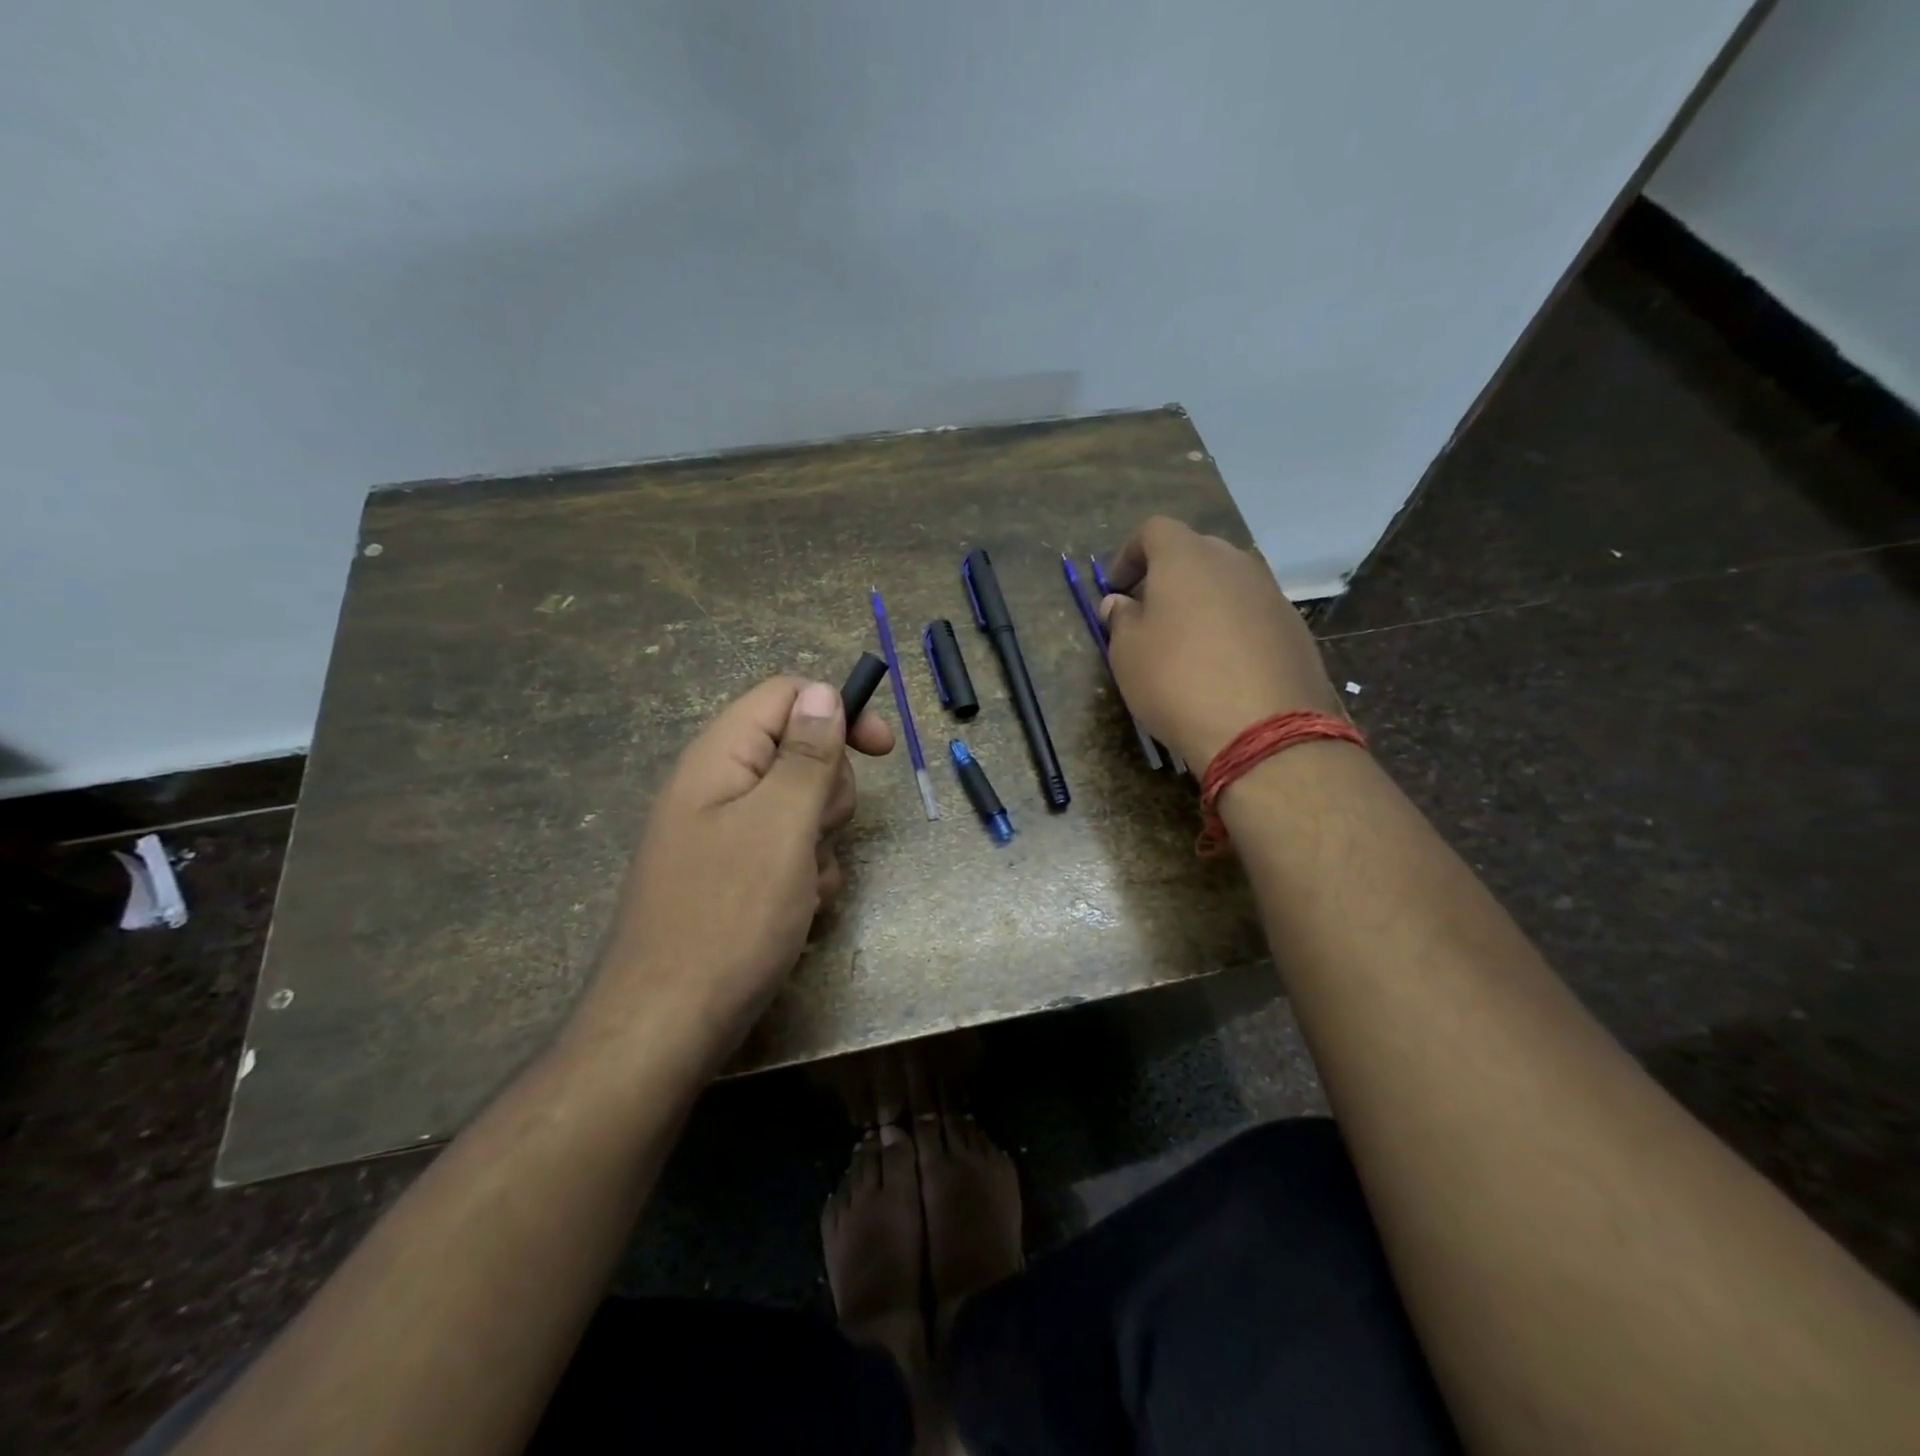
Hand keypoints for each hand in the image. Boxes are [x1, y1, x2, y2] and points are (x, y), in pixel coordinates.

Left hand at [577, 678, 893, 1064]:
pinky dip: (807, 875)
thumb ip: (806, 754)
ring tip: (804, 884)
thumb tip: (821, 690)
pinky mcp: (737, 876)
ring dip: (822, 841)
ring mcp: (727, 835)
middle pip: (800, 752)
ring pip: (803, 808)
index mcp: (720, 757)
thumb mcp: (780, 825)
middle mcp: (720, 787)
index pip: (785, 696)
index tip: (882, 749)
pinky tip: (798, 911)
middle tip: (819, 831)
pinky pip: (791, 852)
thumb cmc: (728, 916)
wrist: (669, 1025)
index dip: (837, 710)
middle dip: (829, 791)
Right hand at [1099, 516, 1342, 768]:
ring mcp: (1271, 593)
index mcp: (1186, 558)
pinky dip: (1232, 627)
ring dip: (1202, 602)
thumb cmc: (1177, 682)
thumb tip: (1121, 603)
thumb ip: (1121, 620)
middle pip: (1195, 552)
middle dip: (1167, 576)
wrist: (1263, 730)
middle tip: (1148, 614)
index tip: (1115, 589)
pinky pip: (1252, 613)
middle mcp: (1234, 563)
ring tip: (1185, 643)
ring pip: (1227, 583)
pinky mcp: (1295, 627)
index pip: (1154, 530)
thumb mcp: (1127, 654)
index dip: (1129, 554)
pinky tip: (1222, 666)